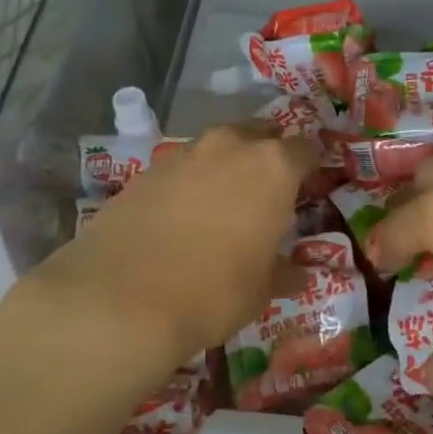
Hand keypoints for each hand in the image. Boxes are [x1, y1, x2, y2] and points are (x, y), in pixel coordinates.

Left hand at [26, 122, 320, 373]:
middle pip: (258, 135)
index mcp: (272, 167)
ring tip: (222, 203)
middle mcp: (229, 146)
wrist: (122, 298)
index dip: (310, 168)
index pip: (304, 150)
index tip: (309, 188)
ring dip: (224, 167)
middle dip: (266, 155)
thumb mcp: (262, 290)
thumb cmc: (214, 291)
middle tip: (267, 190)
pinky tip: (180, 216)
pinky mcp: (144, 171)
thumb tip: (297, 273)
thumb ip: (283, 271)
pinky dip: (188, 184)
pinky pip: (180, 169)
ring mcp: (182, 154)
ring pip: (216, 148)